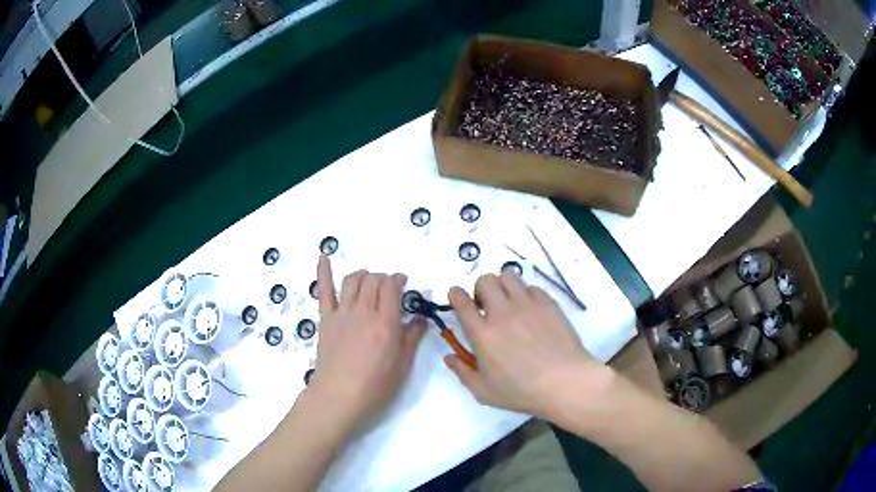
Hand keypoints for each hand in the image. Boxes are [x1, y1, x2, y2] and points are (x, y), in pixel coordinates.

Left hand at [307, 255, 426, 429]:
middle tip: (388, 289)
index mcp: (386, 322)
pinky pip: (324, 290)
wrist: (339, 397)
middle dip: (383, 278)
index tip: (403, 284)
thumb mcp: (402, 364)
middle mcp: (364, 311)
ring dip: (364, 275)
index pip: (392, 286)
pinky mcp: (326, 319)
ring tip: (368, 281)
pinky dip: (323, 271)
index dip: (398, 279)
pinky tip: (323, 255)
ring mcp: (342, 313)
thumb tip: (420, 318)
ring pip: (353, 280)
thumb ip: (412, 337)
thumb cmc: (375, 386)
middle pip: (374, 280)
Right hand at [445, 273, 611, 418]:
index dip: (455, 295)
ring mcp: (527, 304)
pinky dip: (526, 294)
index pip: (460, 300)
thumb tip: (449, 357)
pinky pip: (531, 287)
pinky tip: (531, 311)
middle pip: (485, 280)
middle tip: (487, 307)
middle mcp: (502, 312)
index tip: (459, 300)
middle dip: (480, 290)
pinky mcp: (548, 303)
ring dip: (503, 286)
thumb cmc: (521, 391)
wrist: (564, 381)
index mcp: (482, 333)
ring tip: (509, 303)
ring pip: (508, 276)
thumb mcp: (484, 391)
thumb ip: (463, 372)